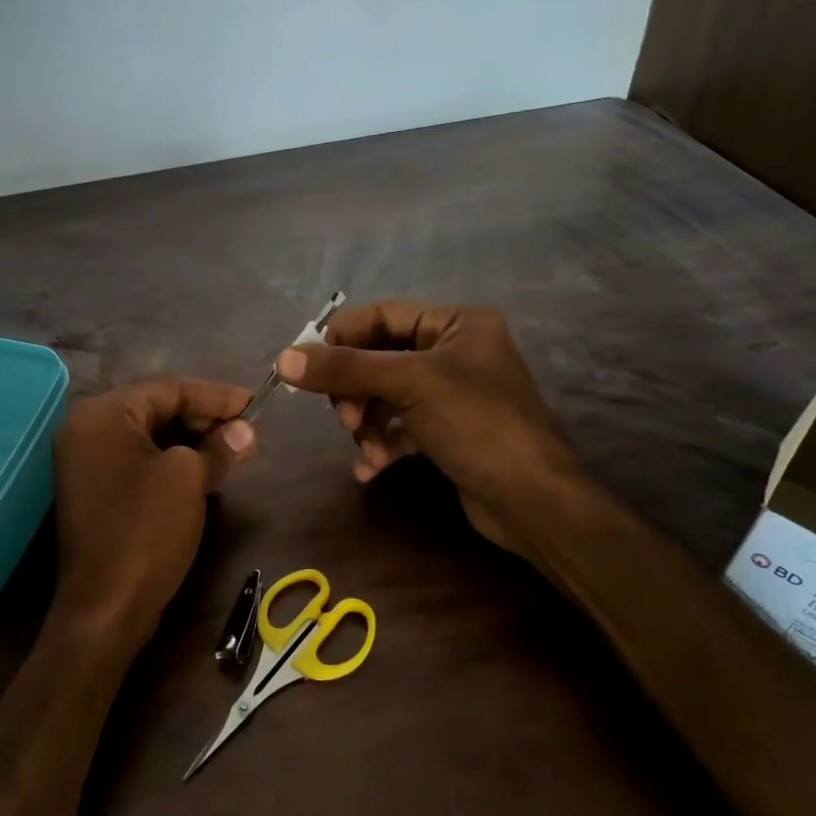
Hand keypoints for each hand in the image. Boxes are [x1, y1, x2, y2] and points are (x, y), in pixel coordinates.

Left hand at [50, 379, 255, 653]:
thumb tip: (243, 431)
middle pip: (156, 408)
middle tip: (247, 431)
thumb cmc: (145, 531)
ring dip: (191, 440)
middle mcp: (85, 429)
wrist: (106, 608)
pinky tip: (204, 471)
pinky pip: (137, 460)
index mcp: (101, 415)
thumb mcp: (189, 480)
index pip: (168, 389)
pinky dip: (171, 461)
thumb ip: (218, 446)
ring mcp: (85, 462)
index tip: (256, 405)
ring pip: (149, 436)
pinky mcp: (94, 490)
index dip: (216, 396)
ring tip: (233, 450)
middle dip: (204, 418)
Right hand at [275, 302, 578, 554]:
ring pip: (386, 397)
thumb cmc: (477, 424)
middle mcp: (455, 352)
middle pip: (380, 359)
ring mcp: (452, 394)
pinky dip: (383, 444)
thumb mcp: (409, 385)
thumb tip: (284, 358)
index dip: (342, 337)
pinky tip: (372, 469)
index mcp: (457, 324)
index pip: (383, 315)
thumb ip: (345, 369)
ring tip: (368, 449)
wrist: (532, 500)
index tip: (307, 366)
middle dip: (357, 391)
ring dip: (368, 424)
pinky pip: (401, 427)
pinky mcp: (448, 432)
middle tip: (347, 418)